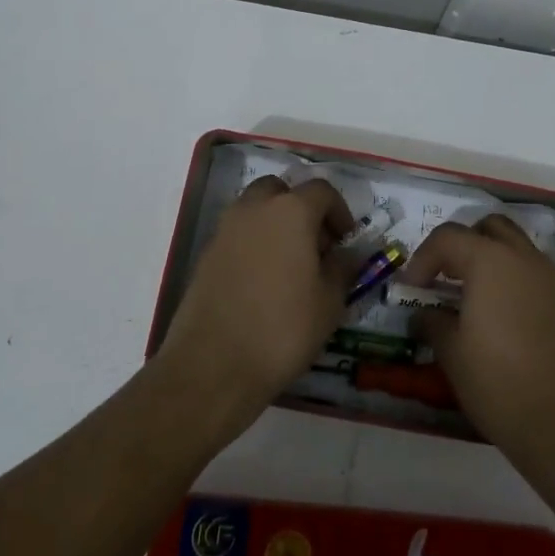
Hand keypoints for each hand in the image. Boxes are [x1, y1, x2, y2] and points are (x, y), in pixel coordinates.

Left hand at [156, 176, 355, 434]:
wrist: (213, 365)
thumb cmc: (283, 329)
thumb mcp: (329, 302)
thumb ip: (343, 268)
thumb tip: (348, 254)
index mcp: (291, 211)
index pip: (322, 190)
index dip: (339, 212)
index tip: (346, 242)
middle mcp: (254, 209)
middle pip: (282, 191)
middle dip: (302, 210)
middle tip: (316, 246)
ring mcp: (225, 230)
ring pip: (255, 210)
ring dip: (275, 224)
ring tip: (291, 266)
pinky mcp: (206, 254)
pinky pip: (237, 235)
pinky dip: (254, 244)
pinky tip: (263, 283)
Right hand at [403, 216, 554, 487]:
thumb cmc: (497, 381)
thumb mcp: (451, 352)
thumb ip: (432, 321)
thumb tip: (423, 314)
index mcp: (490, 260)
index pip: (447, 237)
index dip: (422, 259)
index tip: (411, 289)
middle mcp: (522, 257)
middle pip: (487, 228)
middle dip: (460, 245)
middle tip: (442, 278)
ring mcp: (548, 277)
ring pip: (513, 245)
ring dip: (487, 258)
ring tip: (467, 295)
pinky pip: (530, 270)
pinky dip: (509, 277)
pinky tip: (495, 314)